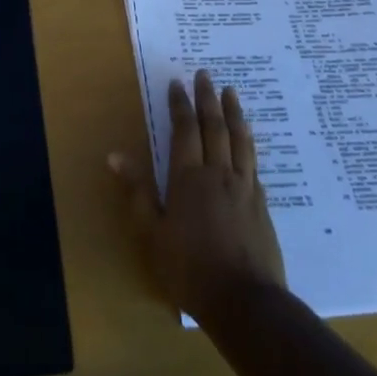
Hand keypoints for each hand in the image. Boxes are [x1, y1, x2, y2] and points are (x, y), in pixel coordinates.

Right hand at [110, 69, 286, 324]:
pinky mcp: (261, 203)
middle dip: (208, 99)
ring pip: (239, 140)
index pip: (184, 131)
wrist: (245, 300)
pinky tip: (248, 138)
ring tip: (231, 92)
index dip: (180, 105)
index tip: (177, 83)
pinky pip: (254, 161)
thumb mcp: (151, 233)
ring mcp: (244, 187)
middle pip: (214, 128)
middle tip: (205, 74)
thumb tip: (115, 155)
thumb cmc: (189, 269)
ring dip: (234, 113)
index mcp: (188, 178)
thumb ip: (136, 191)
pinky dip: (249, 141)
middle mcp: (218, 174)